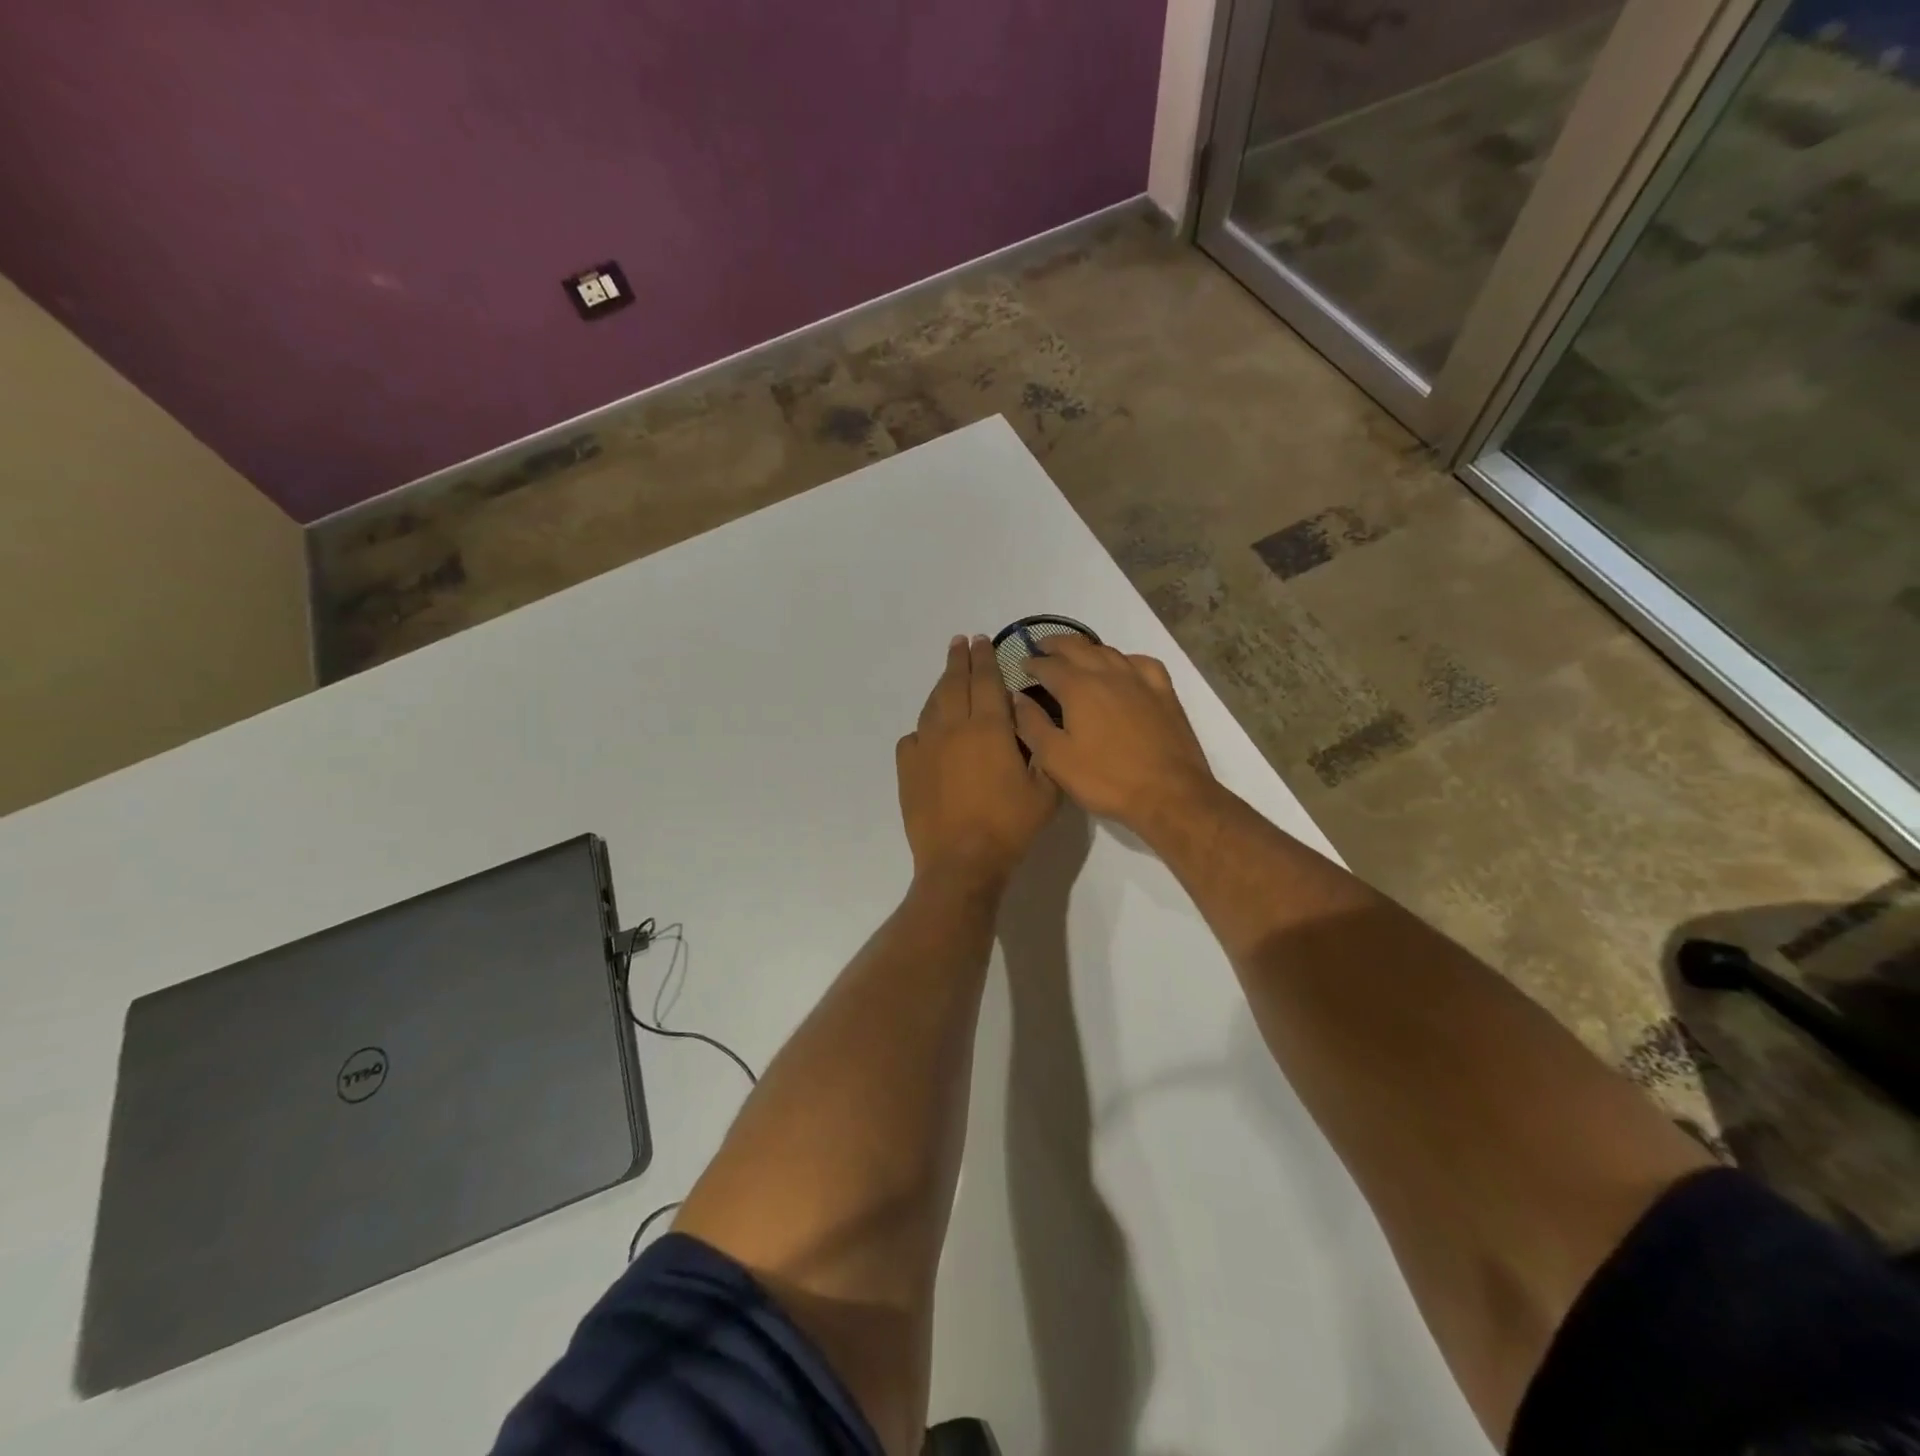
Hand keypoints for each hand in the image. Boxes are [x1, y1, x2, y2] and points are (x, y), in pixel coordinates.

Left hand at [897, 636, 1059, 891]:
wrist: (961, 861)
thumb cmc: (1009, 826)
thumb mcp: (1045, 790)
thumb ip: (1041, 750)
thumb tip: (1029, 723)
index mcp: (989, 728)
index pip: (985, 681)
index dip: (985, 658)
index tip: (982, 640)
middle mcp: (953, 728)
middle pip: (954, 684)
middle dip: (959, 660)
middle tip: (961, 642)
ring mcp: (926, 747)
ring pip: (932, 705)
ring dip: (941, 685)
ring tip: (947, 675)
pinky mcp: (908, 769)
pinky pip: (914, 737)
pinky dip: (923, 727)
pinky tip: (928, 731)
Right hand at [1013, 635, 1216, 831]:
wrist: (1169, 794)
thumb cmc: (1106, 779)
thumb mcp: (1056, 759)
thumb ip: (1032, 725)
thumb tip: (1017, 698)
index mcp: (1079, 688)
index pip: (1048, 666)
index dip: (1031, 664)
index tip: (1020, 666)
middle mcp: (1108, 674)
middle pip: (1078, 647)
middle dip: (1056, 645)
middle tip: (1042, 648)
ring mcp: (1140, 681)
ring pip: (1109, 651)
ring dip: (1087, 649)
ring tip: (1075, 655)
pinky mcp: (1164, 693)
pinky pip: (1142, 663)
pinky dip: (1125, 659)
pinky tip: (1123, 667)